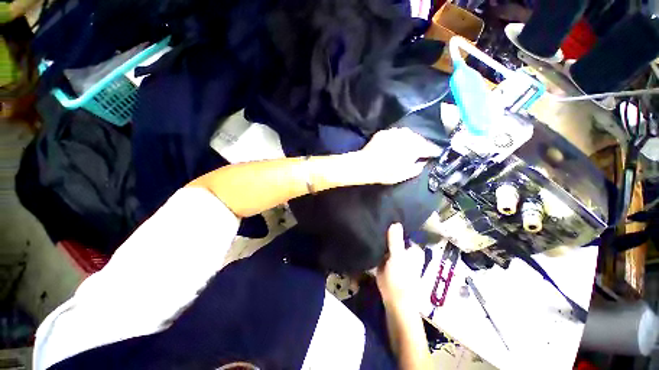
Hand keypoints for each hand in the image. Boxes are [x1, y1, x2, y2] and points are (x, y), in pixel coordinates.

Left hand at [357, 127, 442, 184]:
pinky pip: (395, 134)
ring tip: (408, 146)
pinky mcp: (385, 132)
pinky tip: (395, 144)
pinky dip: (398, 138)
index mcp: (416, 146)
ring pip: (407, 134)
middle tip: (421, 151)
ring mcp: (395, 132)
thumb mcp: (405, 174)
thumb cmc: (387, 172)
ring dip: (410, 140)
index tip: (436, 154)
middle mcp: (407, 136)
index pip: (430, 147)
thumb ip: (418, 168)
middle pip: (419, 139)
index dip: (434, 151)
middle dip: (422, 145)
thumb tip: (423, 162)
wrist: (366, 164)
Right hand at [376, 223, 424, 306]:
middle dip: (385, 230)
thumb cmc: (400, 279)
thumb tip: (395, 222)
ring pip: (387, 242)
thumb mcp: (397, 258)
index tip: (382, 216)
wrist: (394, 300)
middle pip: (393, 236)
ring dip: (380, 237)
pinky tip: (368, 239)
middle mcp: (404, 250)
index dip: (393, 224)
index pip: (402, 231)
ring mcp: (395, 255)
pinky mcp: (386, 261)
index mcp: (411, 248)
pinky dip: (376, 245)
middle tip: (373, 220)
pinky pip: (381, 249)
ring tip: (369, 227)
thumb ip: (395, 241)